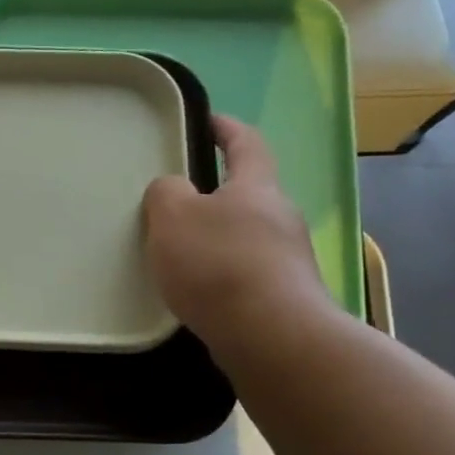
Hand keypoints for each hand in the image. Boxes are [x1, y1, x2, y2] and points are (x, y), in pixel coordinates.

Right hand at [143, 114, 334, 366]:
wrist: (270, 335)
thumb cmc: (218, 264)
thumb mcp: (173, 216)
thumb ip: (165, 193)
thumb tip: (173, 189)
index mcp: (256, 186)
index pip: (246, 143)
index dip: (226, 128)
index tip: (206, 120)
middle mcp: (281, 216)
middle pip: (248, 193)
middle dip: (216, 192)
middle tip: (178, 200)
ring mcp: (289, 258)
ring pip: (247, 235)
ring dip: (218, 237)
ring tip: (181, 252)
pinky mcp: (285, 295)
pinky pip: (247, 271)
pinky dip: (223, 272)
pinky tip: (198, 291)